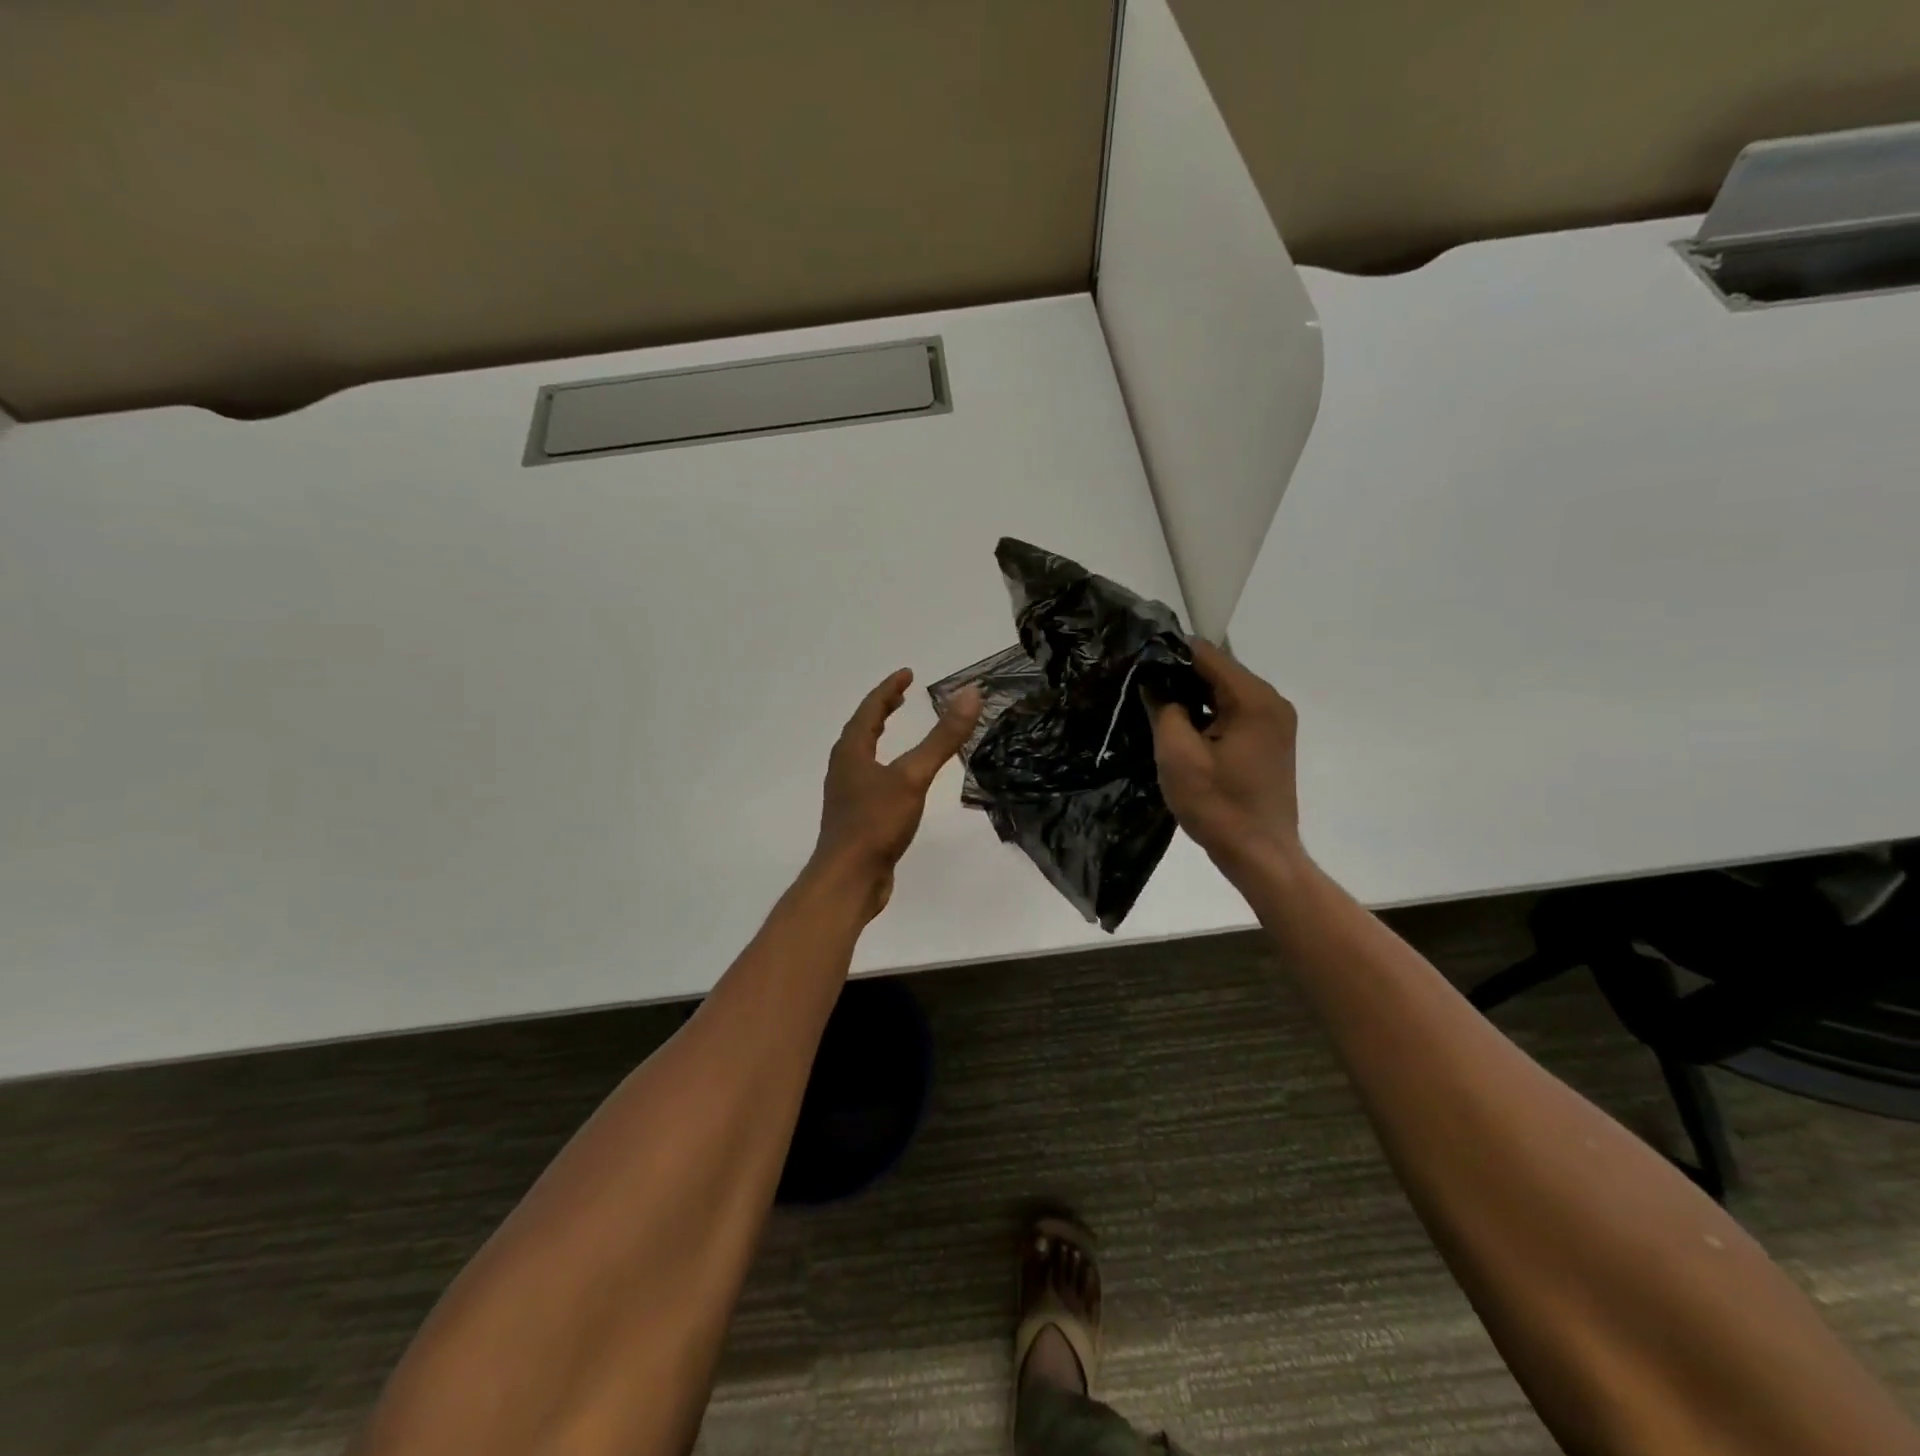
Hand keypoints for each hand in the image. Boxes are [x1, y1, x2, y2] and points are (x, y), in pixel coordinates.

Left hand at [811, 669, 982, 920]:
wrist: (849, 879)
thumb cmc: (876, 823)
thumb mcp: (913, 776)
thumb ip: (942, 737)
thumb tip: (970, 694)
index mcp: (852, 751)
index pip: (870, 709)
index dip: (889, 689)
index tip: (908, 674)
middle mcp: (844, 768)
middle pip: (862, 729)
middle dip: (882, 710)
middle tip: (902, 697)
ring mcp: (848, 794)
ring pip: (864, 755)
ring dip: (880, 737)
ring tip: (897, 730)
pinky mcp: (856, 817)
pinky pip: (870, 778)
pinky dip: (885, 765)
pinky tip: (899, 780)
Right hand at [1147, 640, 1303, 878]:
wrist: (1260, 855)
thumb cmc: (1218, 805)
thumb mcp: (1178, 755)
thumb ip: (1163, 708)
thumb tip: (1153, 682)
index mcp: (1253, 698)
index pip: (1206, 653)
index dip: (1168, 653)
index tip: (1136, 661)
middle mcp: (1271, 701)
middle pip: (1218, 670)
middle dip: (1178, 674)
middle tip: (1139, 686)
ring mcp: (1274, 721)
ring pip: (1224, 692)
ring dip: (1192, 696)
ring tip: (1154, 705)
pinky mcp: (1270, 740)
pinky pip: (1234, 712)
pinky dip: (1208, 713)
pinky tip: (1182, 727)